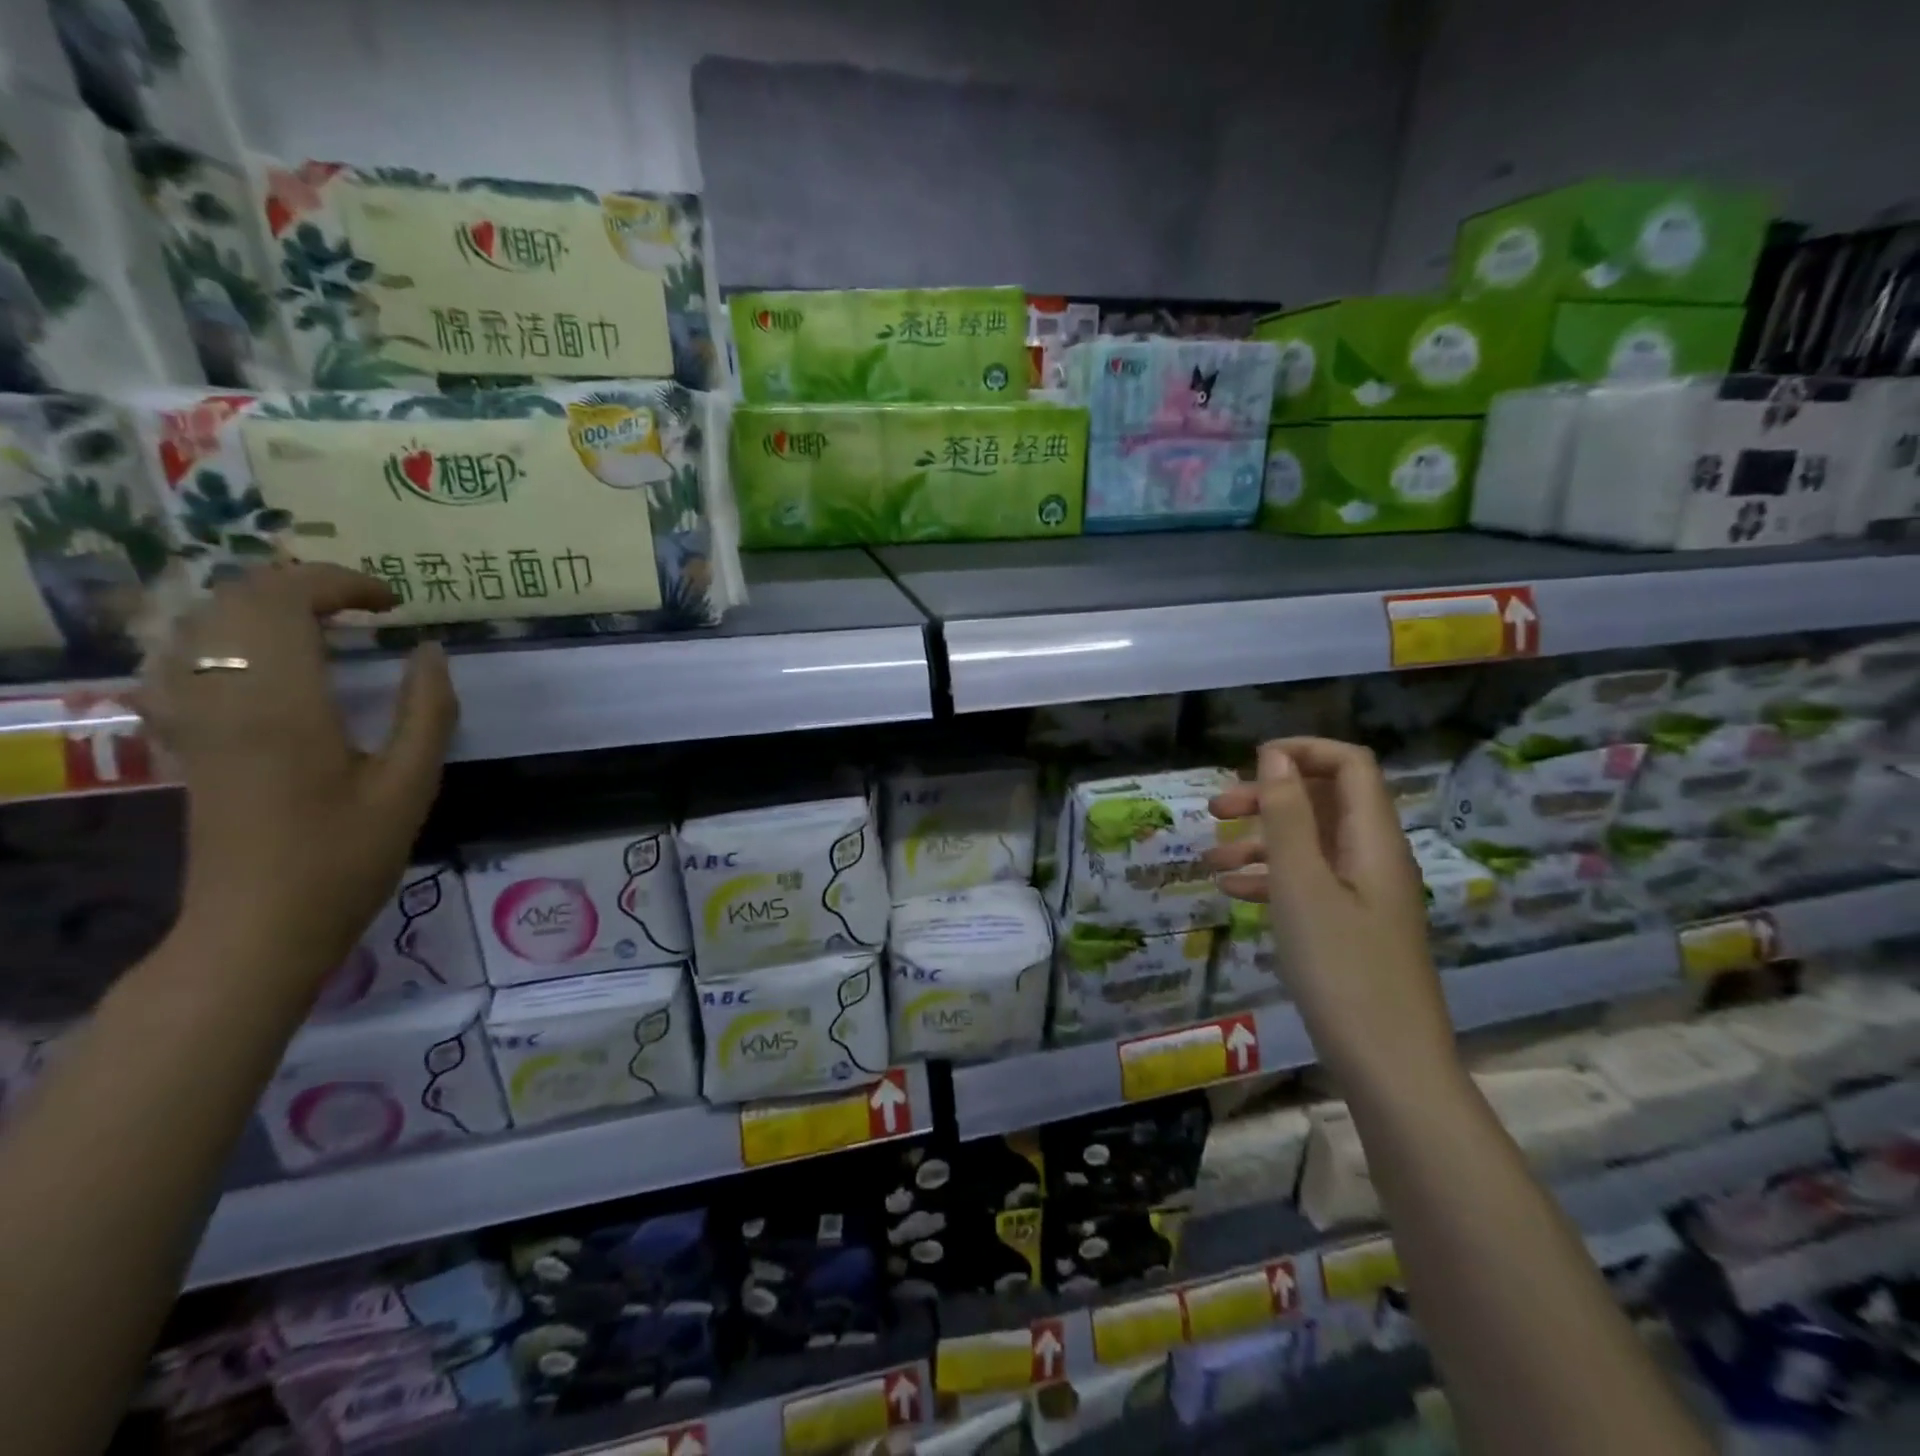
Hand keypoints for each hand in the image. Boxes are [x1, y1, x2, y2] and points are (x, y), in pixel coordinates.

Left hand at [140, 564, 457, 986]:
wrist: (260, 926)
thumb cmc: (346, 858)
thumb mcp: (410, 786)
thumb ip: (427, 711)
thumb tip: (430, 651)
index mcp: (284, 704)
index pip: (286, 600)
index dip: (341, 583)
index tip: (394, 604)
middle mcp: (225, 696)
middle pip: (238, 598)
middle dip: (305, 584)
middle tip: (366, 607)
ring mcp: (194, 717)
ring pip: (201, 621)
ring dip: (262, 604)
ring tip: (322, 621)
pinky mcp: (186, 738)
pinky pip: (179, 659)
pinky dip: (220, 637)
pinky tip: (257, 658)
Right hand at [1206, 738, 1456, 1088]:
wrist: (1389, 1068)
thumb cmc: (1342, 971)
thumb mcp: (1302, 887)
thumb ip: (1288, 818)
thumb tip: (1274, 756)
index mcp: (1373, 840)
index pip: (1349, 765)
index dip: (1302, 752)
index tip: (1248, 765)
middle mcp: (1373, 858)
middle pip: (1323, 802)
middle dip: (1268, 797)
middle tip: (1216, 810)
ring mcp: (1364, 895)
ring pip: (1310, 845)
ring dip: (1261, 841)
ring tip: (1210, 860)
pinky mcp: (1351, 928)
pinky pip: (1309, 883)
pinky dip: (1271, 879)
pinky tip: (1233, 893)